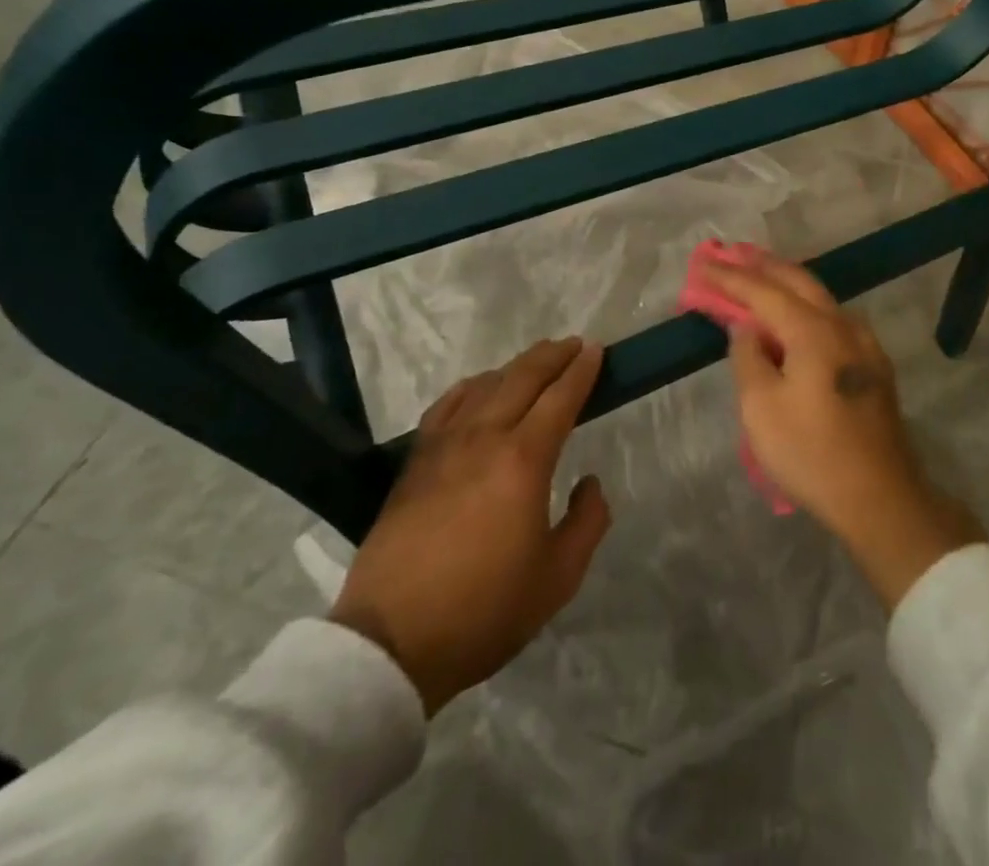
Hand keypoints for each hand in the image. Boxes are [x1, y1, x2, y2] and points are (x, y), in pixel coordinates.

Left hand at [330, 338, 610, 713]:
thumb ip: (587, 523)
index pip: (560, 398)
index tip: (597, 350)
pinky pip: (448, 405)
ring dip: (516, 367)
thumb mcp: (557, 578)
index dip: (582, 370)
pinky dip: (471, 386)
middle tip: (574, 345)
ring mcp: (445, 446)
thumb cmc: (484, 611)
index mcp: (524, 460)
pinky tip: (479, 386)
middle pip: (523, 378)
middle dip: (553, 356)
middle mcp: (485, 438)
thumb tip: (589, 483)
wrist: (391, 642)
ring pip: (486, 385)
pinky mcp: (415, 462)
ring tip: (535, 362)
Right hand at [702, 256, 982, 607]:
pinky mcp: (873, 364)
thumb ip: (748, 357)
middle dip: (761, 265)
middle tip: (731, 254)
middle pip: (797, 281)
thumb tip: (745, 327)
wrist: (880, 497)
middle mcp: (842, 324)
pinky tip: (796, 312)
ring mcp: (864, 343)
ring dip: (785, 282)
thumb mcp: (761, 409)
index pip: (763, 291)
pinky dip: (805, 304)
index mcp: (813, 330)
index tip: (702, 264)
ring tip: (758, 274)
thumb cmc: (811, 454)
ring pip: (819, 296)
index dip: (729, 277)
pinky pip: (832, 317)